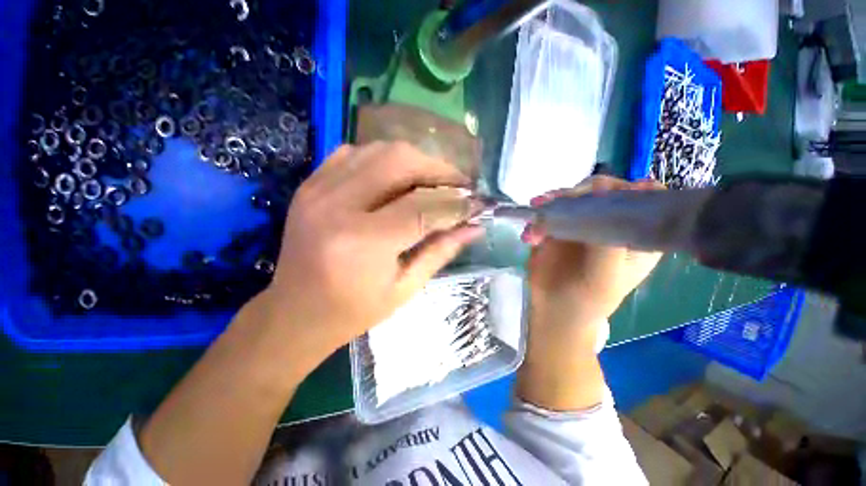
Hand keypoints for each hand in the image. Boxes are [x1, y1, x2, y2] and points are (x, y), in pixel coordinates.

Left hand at [261, 142, 483, 361]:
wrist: (294, 312)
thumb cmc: (353, 310)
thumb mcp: (405, 288)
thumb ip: (441, 251)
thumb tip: (474, 227)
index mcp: (362, 243)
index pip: (422, 207)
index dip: (456, 203)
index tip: (477, 204)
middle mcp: (337, 206)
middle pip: (400, 161)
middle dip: (438, 169)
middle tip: (458, 185)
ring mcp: (318, 190)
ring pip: (379, 150)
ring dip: (415, 160)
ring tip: (433, 181)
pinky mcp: (310, 184)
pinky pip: (354, 153)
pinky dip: (384, 159)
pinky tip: (397, 177)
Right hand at [524, 176, 663, 335]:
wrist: (556, 309)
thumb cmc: (589, 298)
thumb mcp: (606, 275)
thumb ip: (608, 242)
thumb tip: (601, 200)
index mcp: (635, 233)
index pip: (642, 199)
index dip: (628, 188)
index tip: (606, 192)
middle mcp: (610, 223)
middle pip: (602, 192)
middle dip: (579, 191)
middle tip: (558, 199)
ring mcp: (581, 223)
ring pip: (572, 197)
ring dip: (553, 200)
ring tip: (536, 207)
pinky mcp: (557, 227)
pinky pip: (548, 212)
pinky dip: (536, 218)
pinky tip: (529, 234)